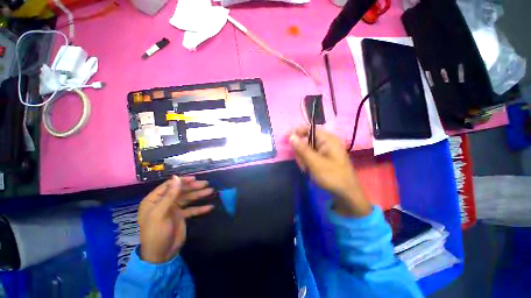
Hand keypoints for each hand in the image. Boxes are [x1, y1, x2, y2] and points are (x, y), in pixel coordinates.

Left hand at [138, 176, 213, 263]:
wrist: (161, 255)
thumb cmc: (156, 233)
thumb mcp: (160, 213)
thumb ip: (170, 195)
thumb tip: (176, 177)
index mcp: (154, 200)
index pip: (169, 185)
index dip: (182, 181)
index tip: (194, 179)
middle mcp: (164, 202)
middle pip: (181, 191)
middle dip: (194, 187)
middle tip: (206, 184)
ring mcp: (173, 209)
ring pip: (188, 199)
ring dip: (199, 195)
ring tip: (211, 191)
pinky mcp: (181, 216)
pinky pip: (192, 209)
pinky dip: (200, 208)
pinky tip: (210, 207)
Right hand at [289, 126, 371, 216]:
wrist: (346, 194)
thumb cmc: (332, 176)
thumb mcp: (314, 162)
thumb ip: (302, 148)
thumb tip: (291, 136)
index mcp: (328, 139)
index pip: (309, 129)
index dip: (297, 132)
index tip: (285, 138)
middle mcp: (327, 142)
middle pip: (307, 140)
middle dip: (301, 151)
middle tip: (302, 163)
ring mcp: (326, 151)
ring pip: (307, 149)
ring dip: (303, 158)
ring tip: (306, 169)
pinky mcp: (324, 158)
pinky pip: (311, 155)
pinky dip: (307, 162)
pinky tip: (308, 170)